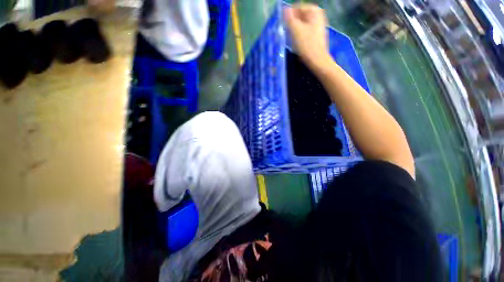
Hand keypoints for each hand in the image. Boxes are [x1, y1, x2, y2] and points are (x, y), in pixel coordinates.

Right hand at [284, 4, 330, 69]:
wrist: (317, 60)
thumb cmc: (307, 45)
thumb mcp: (296, 30)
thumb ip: (289, 18)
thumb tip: (284, 9)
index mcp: (314, 11)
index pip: (296, 7)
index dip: (289, 16)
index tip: (285, 26)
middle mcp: (317, 15)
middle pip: (300, 15)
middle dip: (292, 23)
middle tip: (288, 33)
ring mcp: (317, 24)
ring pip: (301, 23)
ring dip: (295, 29)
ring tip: (292, 38)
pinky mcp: (316, 34)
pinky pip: (304, 30)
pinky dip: (299, 34)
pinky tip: (297, 42)